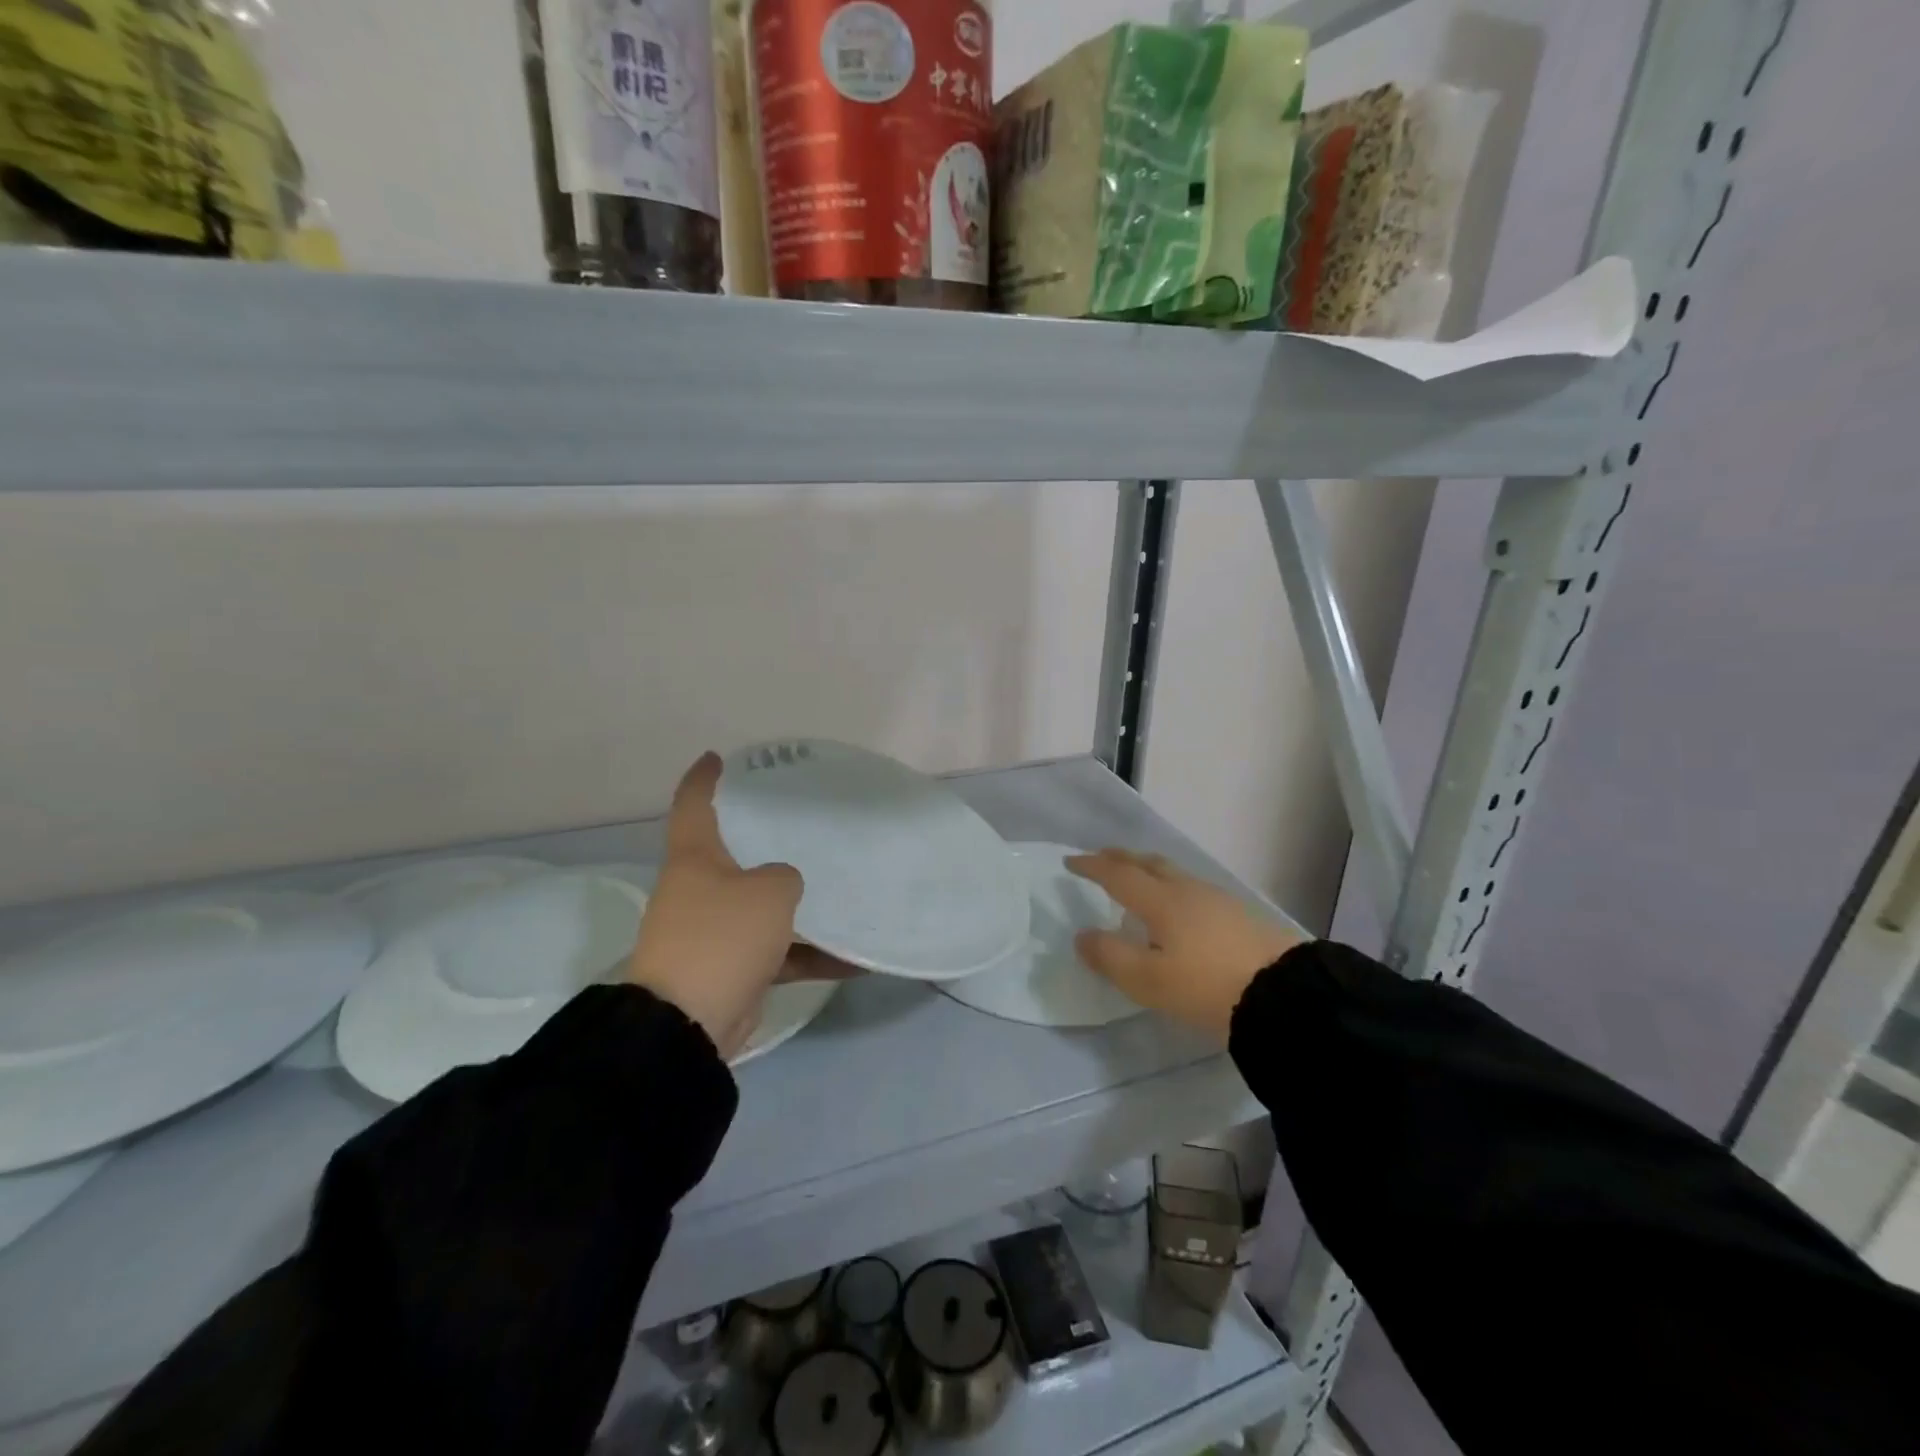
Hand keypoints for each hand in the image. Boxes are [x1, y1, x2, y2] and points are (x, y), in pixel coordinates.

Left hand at [626, 752, 821, 1059]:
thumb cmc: (722, 937)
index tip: (720, 757)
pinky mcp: (732, 967)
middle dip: (768, 840)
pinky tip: (855, 959)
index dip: (705, 777)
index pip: (694, 802)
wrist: (688, 1024)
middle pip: (735, 853)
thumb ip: (786, 876)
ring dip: (800, 907)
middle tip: (806, 823)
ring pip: (762, 905)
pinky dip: (810, 955)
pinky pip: (778, 952)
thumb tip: (785, 886)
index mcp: (696, 857)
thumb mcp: (769, 892)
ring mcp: (715, 930)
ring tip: (845, 891)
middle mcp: (700, 888)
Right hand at [1067, 849, 1304, 1041]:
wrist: (1287, 994)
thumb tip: (1082, 935)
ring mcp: (1217, 899)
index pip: (1117, 875)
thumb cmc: (1207, 986)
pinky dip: (1170, 886)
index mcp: (1161, 901)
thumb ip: (1110, 957)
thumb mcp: (1149, 981)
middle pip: (1147, 863)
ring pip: (1173, 873)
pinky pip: (1191, 888)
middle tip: (1101, 858)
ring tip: (1136, 881)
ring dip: (1147, 870)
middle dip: (1120, 858)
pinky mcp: (1239, 914)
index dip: (1091, 866)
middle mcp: (1187, 890)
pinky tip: (1177, 908)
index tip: (1070, 862)